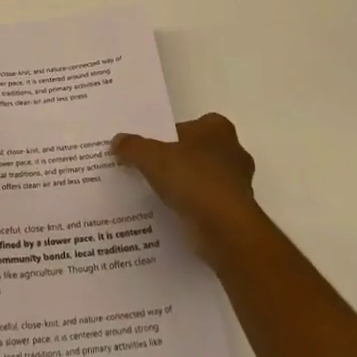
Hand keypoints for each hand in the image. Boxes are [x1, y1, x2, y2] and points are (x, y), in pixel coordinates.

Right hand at [112, 113, 258, 255]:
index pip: (189, 126)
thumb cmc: (193, 180)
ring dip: (187, 188)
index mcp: (217, 129)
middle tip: (151, 171)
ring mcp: (239, 184)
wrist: (226, 230)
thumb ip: (133, 147)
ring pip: (204, 180)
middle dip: (178, 162)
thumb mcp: (152, 157)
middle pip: (197, 153)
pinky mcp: (238, 213)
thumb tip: (117, 141)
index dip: (169, 136)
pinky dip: (194, 210)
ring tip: (158, 197)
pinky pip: (209, 206)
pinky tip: (174, 217)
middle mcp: (234, 152)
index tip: (151, 150)